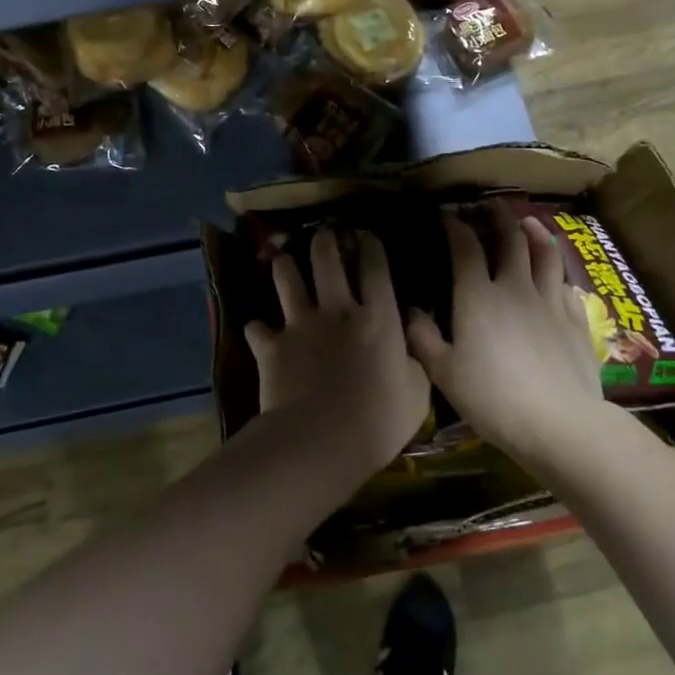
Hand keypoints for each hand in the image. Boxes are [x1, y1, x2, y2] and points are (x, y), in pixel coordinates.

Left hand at [245, 228, 431, 482]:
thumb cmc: (379, 420)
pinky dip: (258, 329)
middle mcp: (337, 311)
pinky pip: (257, 328)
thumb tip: (409, 343)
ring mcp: (300, 325)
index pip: (375, 270)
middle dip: (325, 242)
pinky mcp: (271, 347)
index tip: (366, 236)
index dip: (371, 248)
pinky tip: (258, 330)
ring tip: (283, 261)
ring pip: (288, 281)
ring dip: (285, 267)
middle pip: (327, 262)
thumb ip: (414, 361)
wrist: (321, 439)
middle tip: (323, 234)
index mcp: (377, 319)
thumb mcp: (417, 393)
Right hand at [405, 199, 609, 470]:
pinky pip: (566, 285)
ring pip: (545, 253)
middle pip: (510, 239)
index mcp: (477, 295)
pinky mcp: (576, 320)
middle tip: (491, 205)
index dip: (455, 227)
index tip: (447, 216)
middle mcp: (515, 286)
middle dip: (498, 216)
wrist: (560, 422)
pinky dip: (557, 273)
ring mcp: (549, 300)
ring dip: (535, 232)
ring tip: (528, 222)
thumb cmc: (493, 397)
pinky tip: (555, 276)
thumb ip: (423, 338)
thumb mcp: (444, 373)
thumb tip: (411, 311)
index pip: (465, 247)